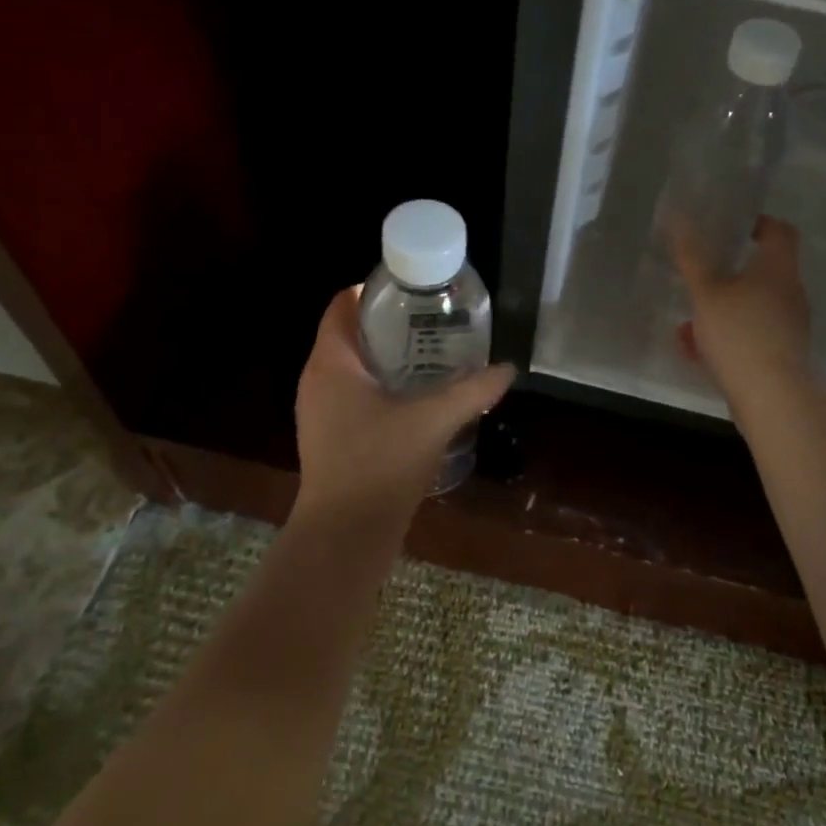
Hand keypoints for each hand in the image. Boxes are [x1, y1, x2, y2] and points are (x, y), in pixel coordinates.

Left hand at [294, 287, 514, 515]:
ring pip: (354, 365)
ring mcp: (321, 410)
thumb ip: (473, 391)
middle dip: (391, 323)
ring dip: (389, 356)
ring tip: (433, 353)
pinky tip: (418, 396)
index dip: (376, 290)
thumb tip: (507, 369)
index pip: (343, 304)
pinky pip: (355, 393)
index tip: (415, 290)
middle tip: (434, 319)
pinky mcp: (331, 436)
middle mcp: (318, 379)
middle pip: (351, 332)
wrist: (345, 536)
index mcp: (332, 363)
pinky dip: (383, 384)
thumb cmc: (380, 464)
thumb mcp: (434, 420)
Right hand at [671, 214, 813, 408]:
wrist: (772, 397)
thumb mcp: (706, 293)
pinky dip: (727, 336)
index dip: (759, 224)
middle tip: (700, 276)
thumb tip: (678, 217)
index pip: (780, 231)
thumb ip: (691, 257)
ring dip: (723, 309)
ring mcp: (789, 327)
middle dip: (729, 274)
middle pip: (763, 272)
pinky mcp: (782, 355)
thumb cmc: (739, 334)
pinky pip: (751, 335)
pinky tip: (695, 350)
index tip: (734, 228)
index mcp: (778, 269)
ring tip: (688, 322)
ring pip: (752, 307)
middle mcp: (790, 293)